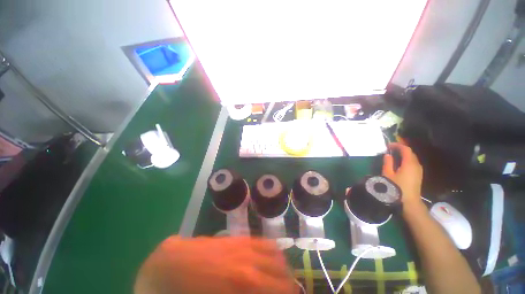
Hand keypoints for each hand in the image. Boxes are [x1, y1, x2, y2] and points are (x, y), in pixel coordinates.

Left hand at [134, 236, 295, 293]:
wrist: (173, 262)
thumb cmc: (188, 291)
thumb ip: (242, 293)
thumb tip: (257, 289)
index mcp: (243, 282)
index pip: (276, 288)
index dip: (286, 293)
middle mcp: (248, 262)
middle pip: (279, 272)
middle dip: (287, 284)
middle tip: (288, 291)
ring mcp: (243, 247)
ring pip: (274, 254)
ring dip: (282, 267)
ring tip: (283, 277)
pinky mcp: (238, 238)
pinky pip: (262, 242)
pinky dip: (272, 251)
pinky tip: (272, 256)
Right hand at [382, 142, 424, 209]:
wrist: (409, 202)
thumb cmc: (396, 187)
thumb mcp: (388, 174)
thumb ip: (387, 163)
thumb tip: (387, 155)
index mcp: (409, 164)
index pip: (406, 149)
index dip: (397, 145)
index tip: (388, 145)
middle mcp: (416, 165)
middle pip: (410, 153)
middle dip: (401, 149)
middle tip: (390, 149)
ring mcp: (419, 170)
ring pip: (412, 158)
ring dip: (404, 155)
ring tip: (394, 155)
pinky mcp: (418, 175)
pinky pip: (413, 163)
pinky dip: (407, 160)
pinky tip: (400, 163)